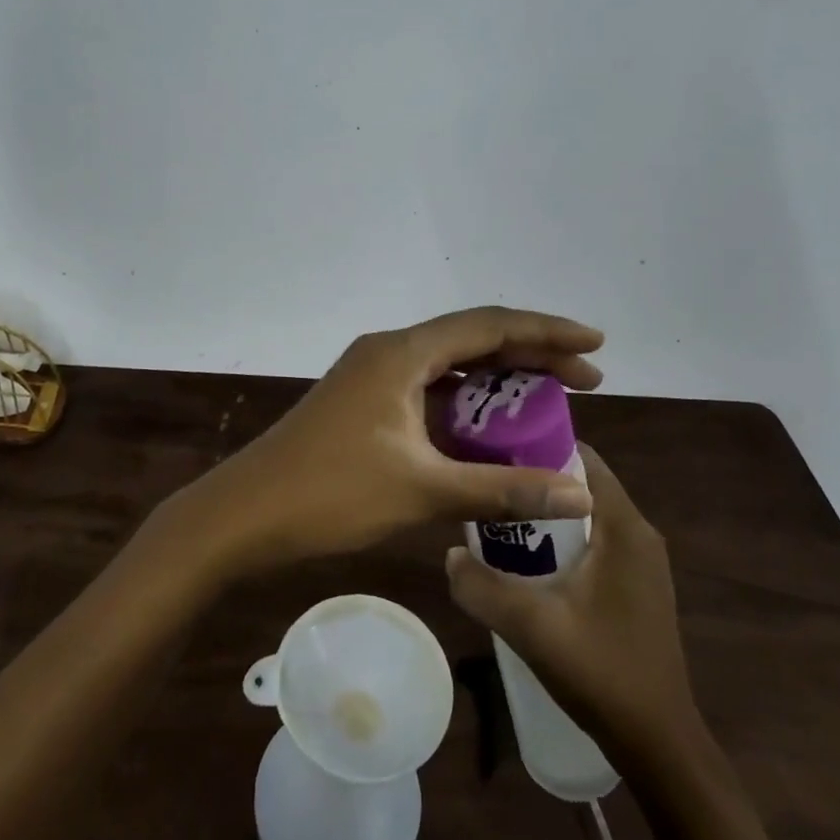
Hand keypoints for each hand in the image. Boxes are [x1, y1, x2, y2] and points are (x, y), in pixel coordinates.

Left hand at [169, 307, 604, 579]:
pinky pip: (427, 392)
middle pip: (472, 341)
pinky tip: (490, 431)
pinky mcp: (363, 404)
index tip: (595, 346)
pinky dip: (464, 406)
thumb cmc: (330, 493)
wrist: (244, 513)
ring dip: (497, 383)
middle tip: (585, 381)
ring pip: (449, 367)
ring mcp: (372, 377)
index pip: (489, 325)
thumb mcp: (423, 490)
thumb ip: (503, 488)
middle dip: (530, 357)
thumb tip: (581, 494)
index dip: (546, 332)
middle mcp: (388, 352)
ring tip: (548, 402)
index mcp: (401, 353)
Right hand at [445, 445, 698, 752]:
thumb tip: (448, 554)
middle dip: (533, 481)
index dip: (537, 444)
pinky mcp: (636, 586)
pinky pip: (594, 542)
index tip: (493, 447)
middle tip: (485, 485)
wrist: (658, 744)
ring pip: (584, 516)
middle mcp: (638, 534)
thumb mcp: (531, 627)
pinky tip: (526, 563)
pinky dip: (561, 540)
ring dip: (544, 514)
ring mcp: (641, 562)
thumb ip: (482, 587)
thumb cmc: (602, 673)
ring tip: (496, 520)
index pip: (582, 457)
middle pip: (579, 485)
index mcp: (624, 527)